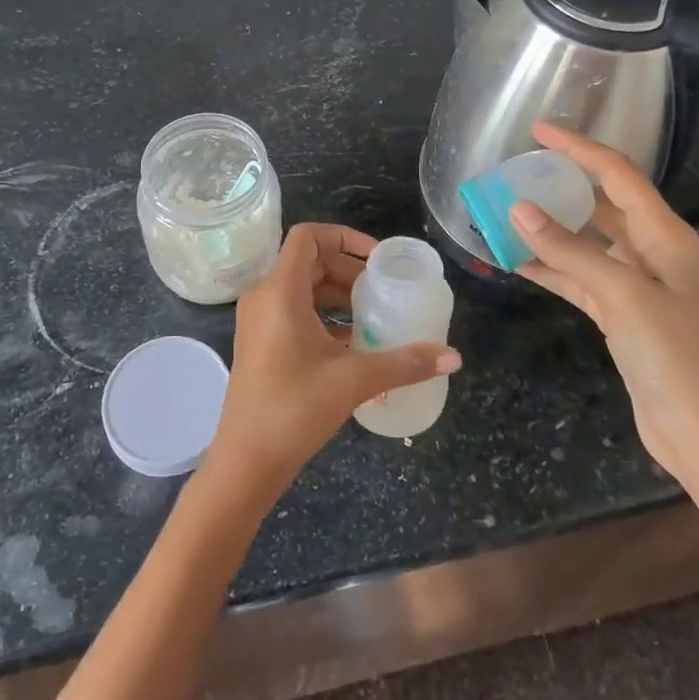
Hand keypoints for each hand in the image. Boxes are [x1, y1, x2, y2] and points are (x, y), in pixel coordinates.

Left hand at [205, 223, 460, 499]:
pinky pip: (294, 311)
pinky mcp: (260, 343)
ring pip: (301, 287)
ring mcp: (258, 321)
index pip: (308, 236)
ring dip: (337, 294)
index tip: (377, 260)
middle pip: (308, 261)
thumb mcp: (352, 381)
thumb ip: (403, 363)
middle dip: (348, 269)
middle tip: (381, 291)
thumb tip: (453, 356)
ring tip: (373, 314)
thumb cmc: (293, 410)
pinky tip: (354, 342)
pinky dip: (323, 316)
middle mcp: (264, 296)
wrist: (245, 463)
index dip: (345, 237)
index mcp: (279, 291)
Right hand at [508, 122, 698, 485]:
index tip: (537, 130)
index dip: (578, 148)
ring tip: (505, 212)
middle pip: (600, 203)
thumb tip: (518, 209)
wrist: (698, 431)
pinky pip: (577, 276)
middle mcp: (651, 250)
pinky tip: (515, 261)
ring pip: (584, 240)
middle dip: (561, 185)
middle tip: (517, 171)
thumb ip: (569, 250)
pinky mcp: (618, 311)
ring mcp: (634, 282)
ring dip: (548, 228)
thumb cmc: (671, 355)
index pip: (616, 174)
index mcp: (664, 234)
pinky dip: (549, 266)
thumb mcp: (620, 295)